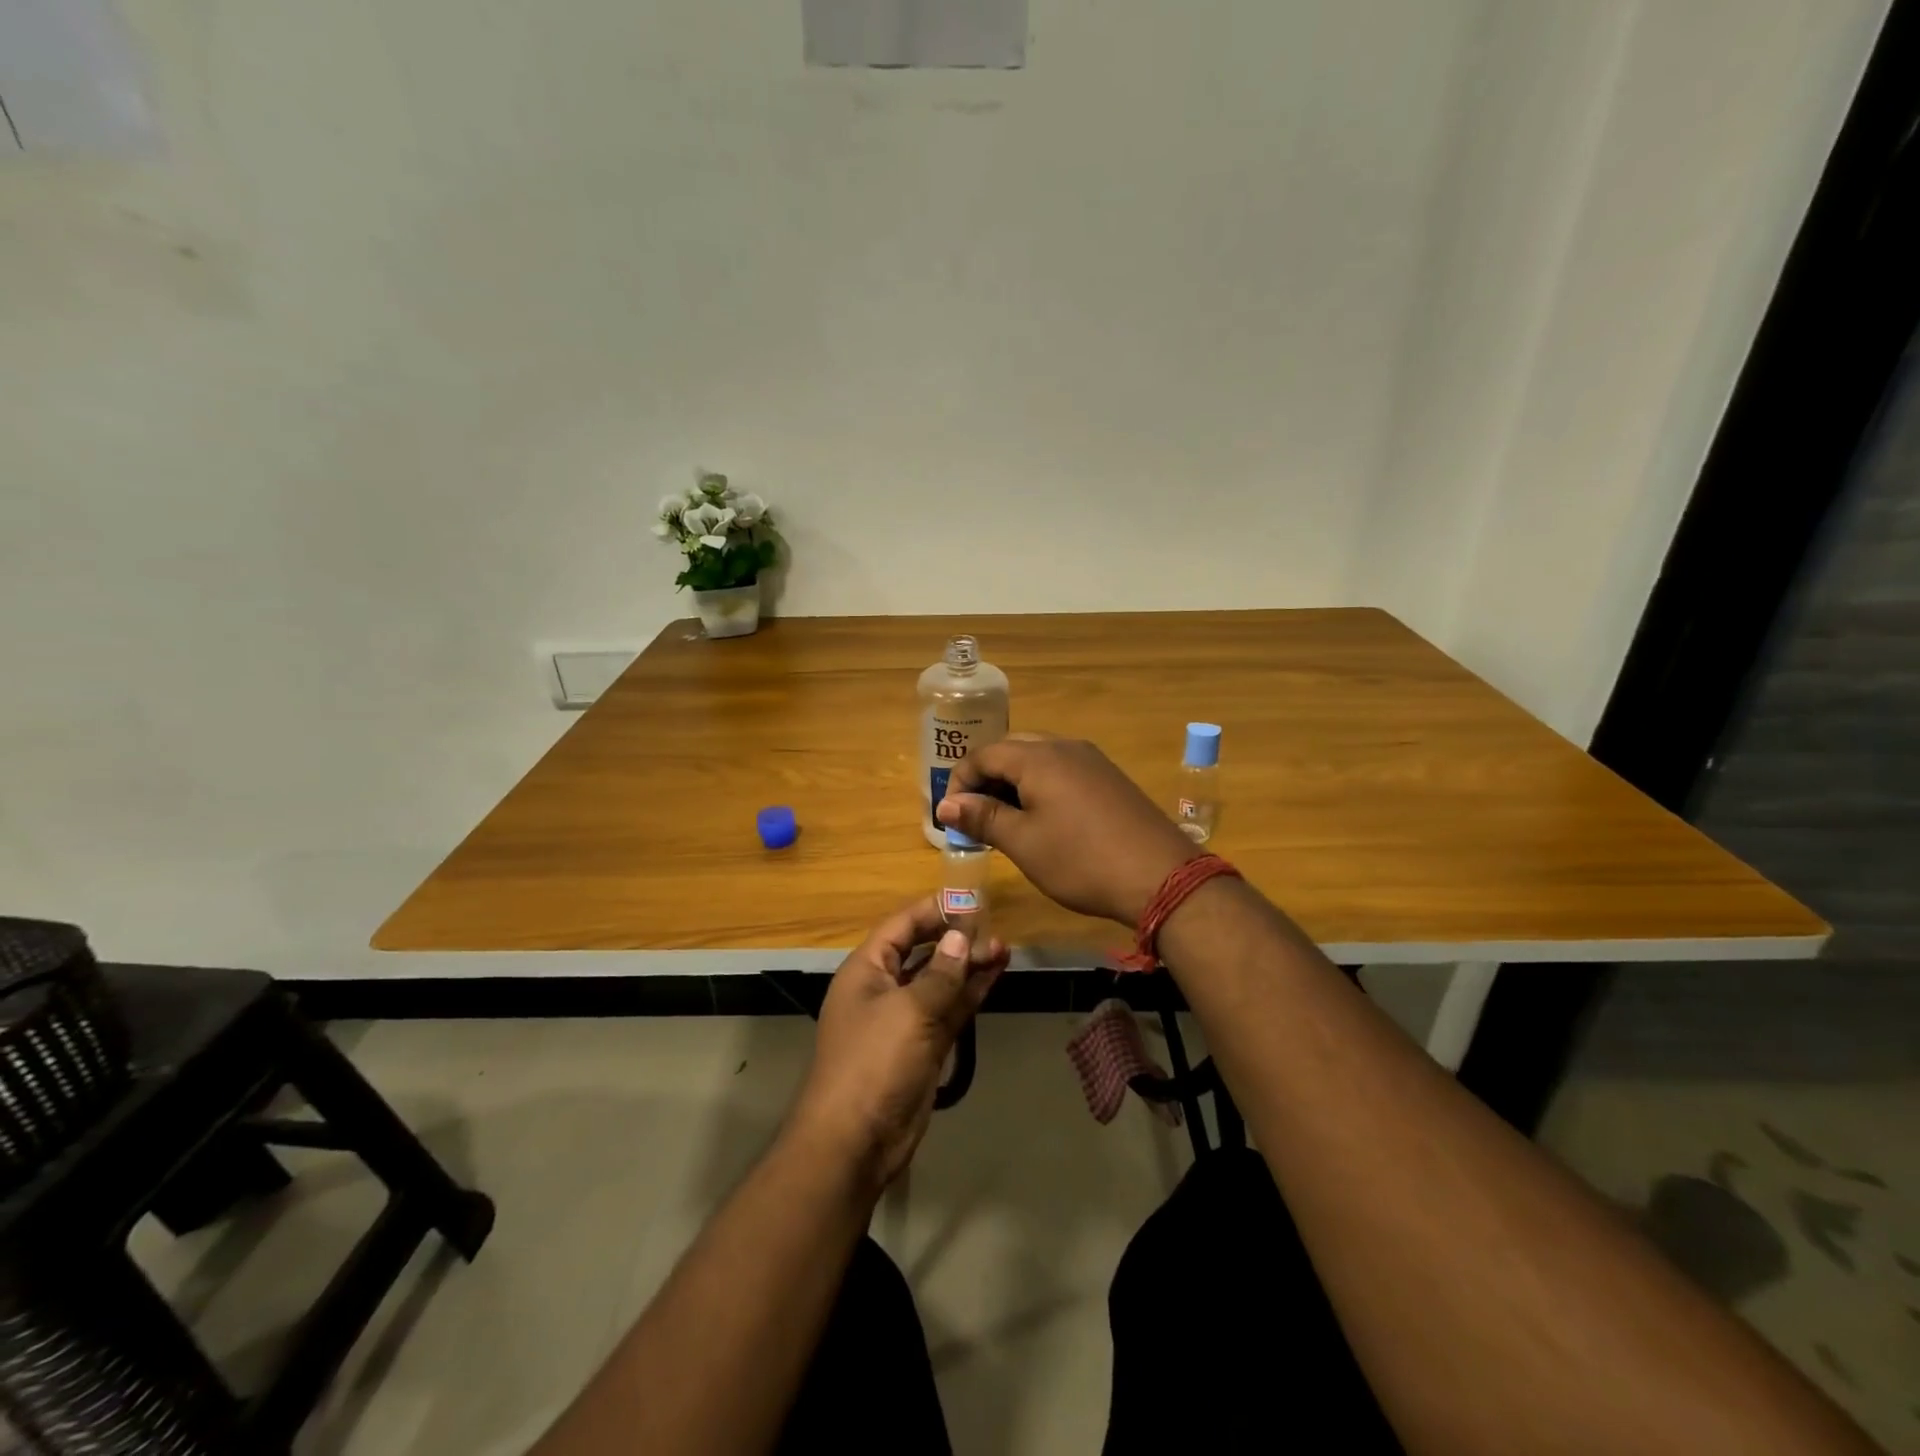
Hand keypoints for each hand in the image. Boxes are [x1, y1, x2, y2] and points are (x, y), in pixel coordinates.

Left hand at [789, 899, 1007, 1189]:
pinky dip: (970, 993)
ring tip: (1003, 948)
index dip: (933, 910)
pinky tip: (994, 975)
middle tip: (994, 928)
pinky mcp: (923, 1045)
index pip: (901, 926)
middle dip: (955, 939)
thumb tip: (960, 938)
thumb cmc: (874, 1062)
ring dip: (968, 965)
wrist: (855, 1140)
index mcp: (867, 970)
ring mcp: (905, 1018)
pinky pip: (949, 1009)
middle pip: (922, 951)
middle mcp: (884, 988)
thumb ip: (940, 973)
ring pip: (940, 981)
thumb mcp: (909, 1011)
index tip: (969, 899)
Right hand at [937, 734, 1200, 925]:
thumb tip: (946, 804)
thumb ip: (982, 817)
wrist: (1161, 877)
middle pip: (1012, 749)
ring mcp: (1092, 760)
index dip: (960, 781)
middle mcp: (1065, 747)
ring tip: (1005, 820)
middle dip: (987, 778)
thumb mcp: (1023, 842)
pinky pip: (1063, 769)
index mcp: (1038, 757)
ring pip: (1039, 758)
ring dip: (1014, 781)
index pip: (984, 754)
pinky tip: (1043, 818)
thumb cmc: (1081, 860)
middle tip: (976, 816)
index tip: (951, 816)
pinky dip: (1041, 786)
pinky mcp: (1110, 778)